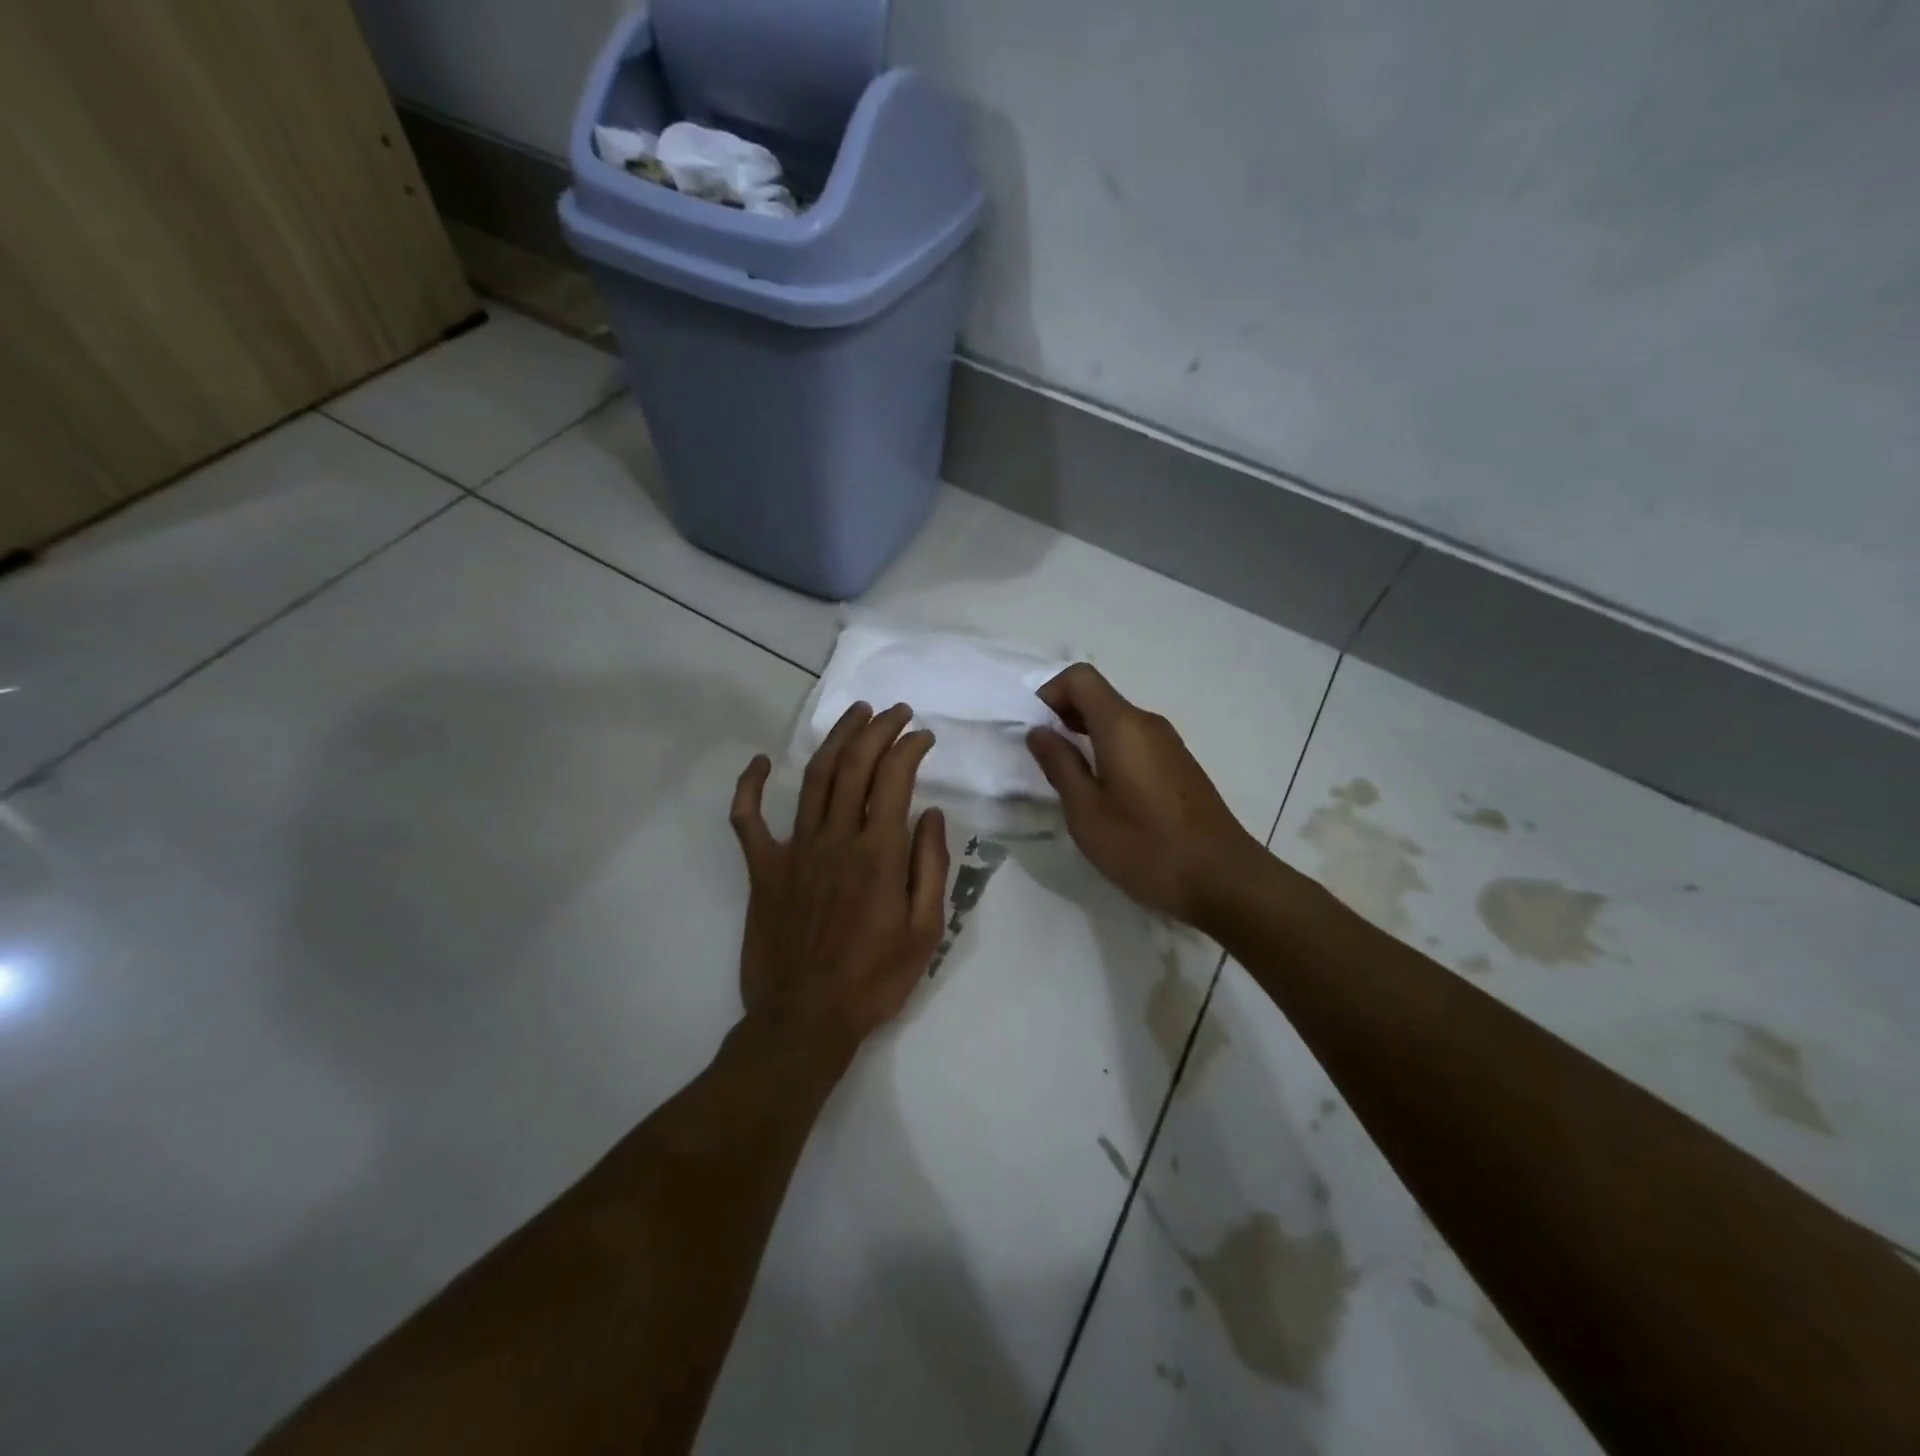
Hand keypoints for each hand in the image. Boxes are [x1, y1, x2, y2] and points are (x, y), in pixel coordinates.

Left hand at [729, 702, 950, 1070]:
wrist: (805, 1020)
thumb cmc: (874, 980)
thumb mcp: (925, 931)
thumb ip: (931, 866)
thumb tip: (931, 813)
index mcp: (878, 853)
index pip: (894, 778)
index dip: (910, 747)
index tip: (924, 736)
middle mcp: (835, 839)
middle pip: (854, 765)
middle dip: (877, 729)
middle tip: (895, 713)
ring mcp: (794, 850)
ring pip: (814, 778)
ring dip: (836, 739)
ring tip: (855, 715)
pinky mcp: (762, 869)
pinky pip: (747, 820)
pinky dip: (751, 786)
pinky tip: (762, 762)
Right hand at [1026, 664, 1262, 926]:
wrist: (1223, 879)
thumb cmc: (1145, 846)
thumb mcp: (1087, 812)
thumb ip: (1059, 765)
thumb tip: (1039, 731)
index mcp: (1122, 726)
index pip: (1080, 677)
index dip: (1049, 693)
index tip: (1034, 731)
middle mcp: (1148, 724)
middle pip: (1098, 697)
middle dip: (1063, 716)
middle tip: (1043, 758)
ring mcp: (1168, 744)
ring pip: (1116, 721)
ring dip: (1085, 737)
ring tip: (1069, 780)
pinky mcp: (1178, 766)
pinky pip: (1134, 742)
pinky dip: (1108, 752)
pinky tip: (1104, 794)